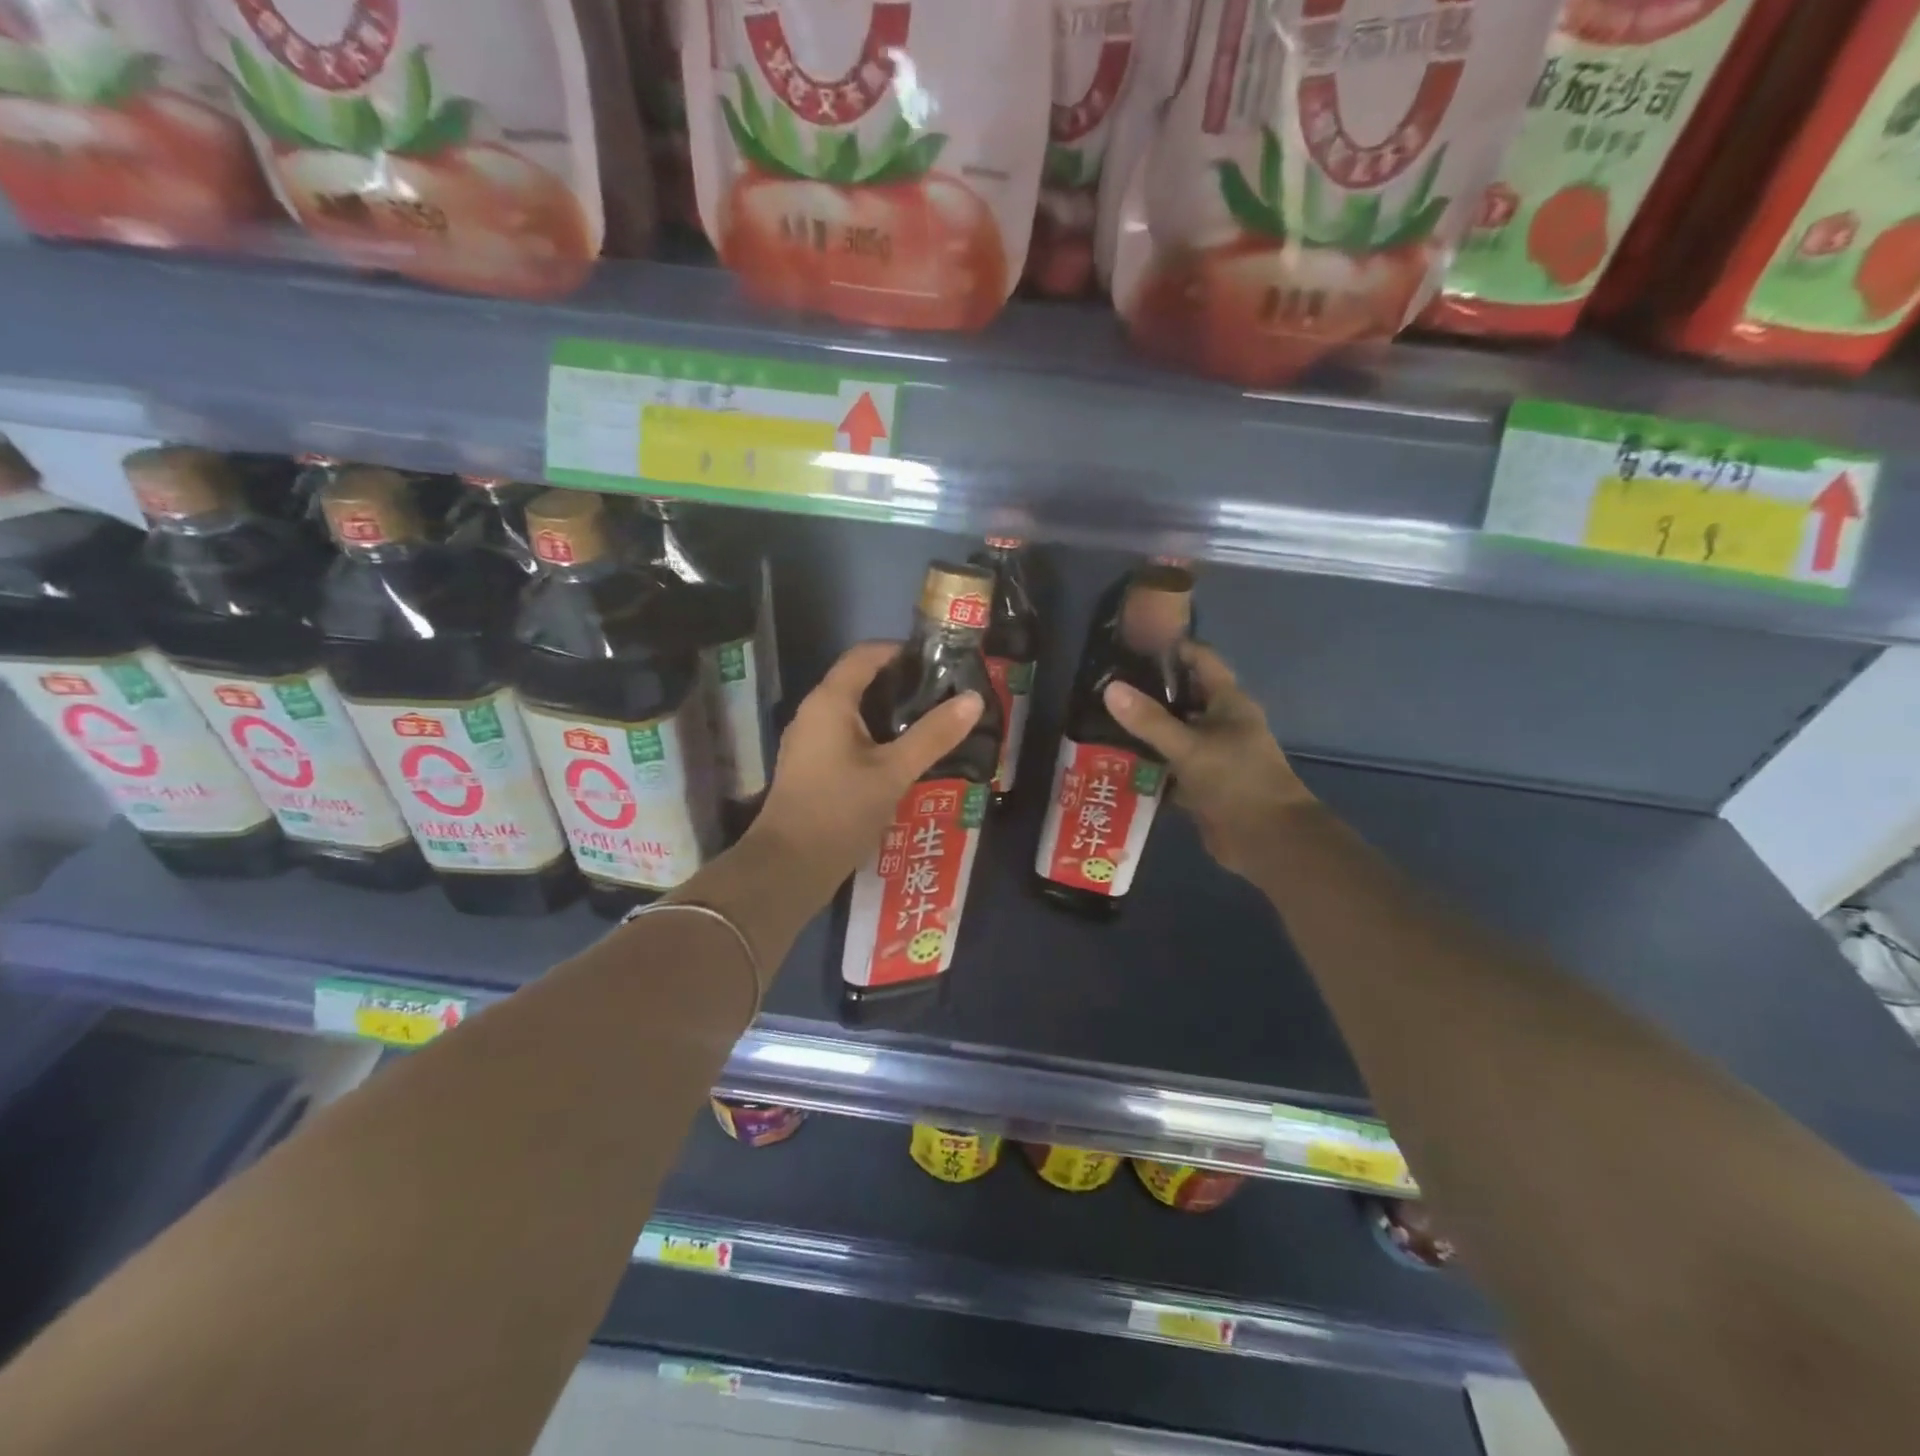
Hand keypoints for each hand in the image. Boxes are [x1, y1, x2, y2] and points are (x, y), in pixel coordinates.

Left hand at [750, 642, 983, 897]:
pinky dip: (877, 738)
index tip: (940, 662)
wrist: (789, 868)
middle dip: (902, 685)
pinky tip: (904, 758)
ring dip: (891, 715)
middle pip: (860, 682)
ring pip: (855, 713)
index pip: (865, 655)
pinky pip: (848, 738)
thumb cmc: (840, 811)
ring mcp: (810, 742)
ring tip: (933, 725)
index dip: (901, 651)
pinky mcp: (812, 768)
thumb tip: (973, 699)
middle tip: (945, 695)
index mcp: (829, 702)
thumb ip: (934, 735)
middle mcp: (814, 713)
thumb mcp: (894, 772)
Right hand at [1102, 644, 1314, 880]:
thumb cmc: (1237, 782)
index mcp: (1229, 703)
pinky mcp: (1202, 783)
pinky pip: (1170, 766)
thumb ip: (1149, 720)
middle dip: (1148, 692)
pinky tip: (1116, 760)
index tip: (1130, 646)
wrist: (1268, 841)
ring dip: (1145, 730)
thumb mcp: (1189, 747)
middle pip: (1182, 698)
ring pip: (1174, 733)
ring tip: (1101, 720)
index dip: (1171, 649)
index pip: (1200, 660)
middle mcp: (1221, 723)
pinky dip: (1148, 764)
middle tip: (1105, 685)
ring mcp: (1212, 755)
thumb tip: (1110, 688)